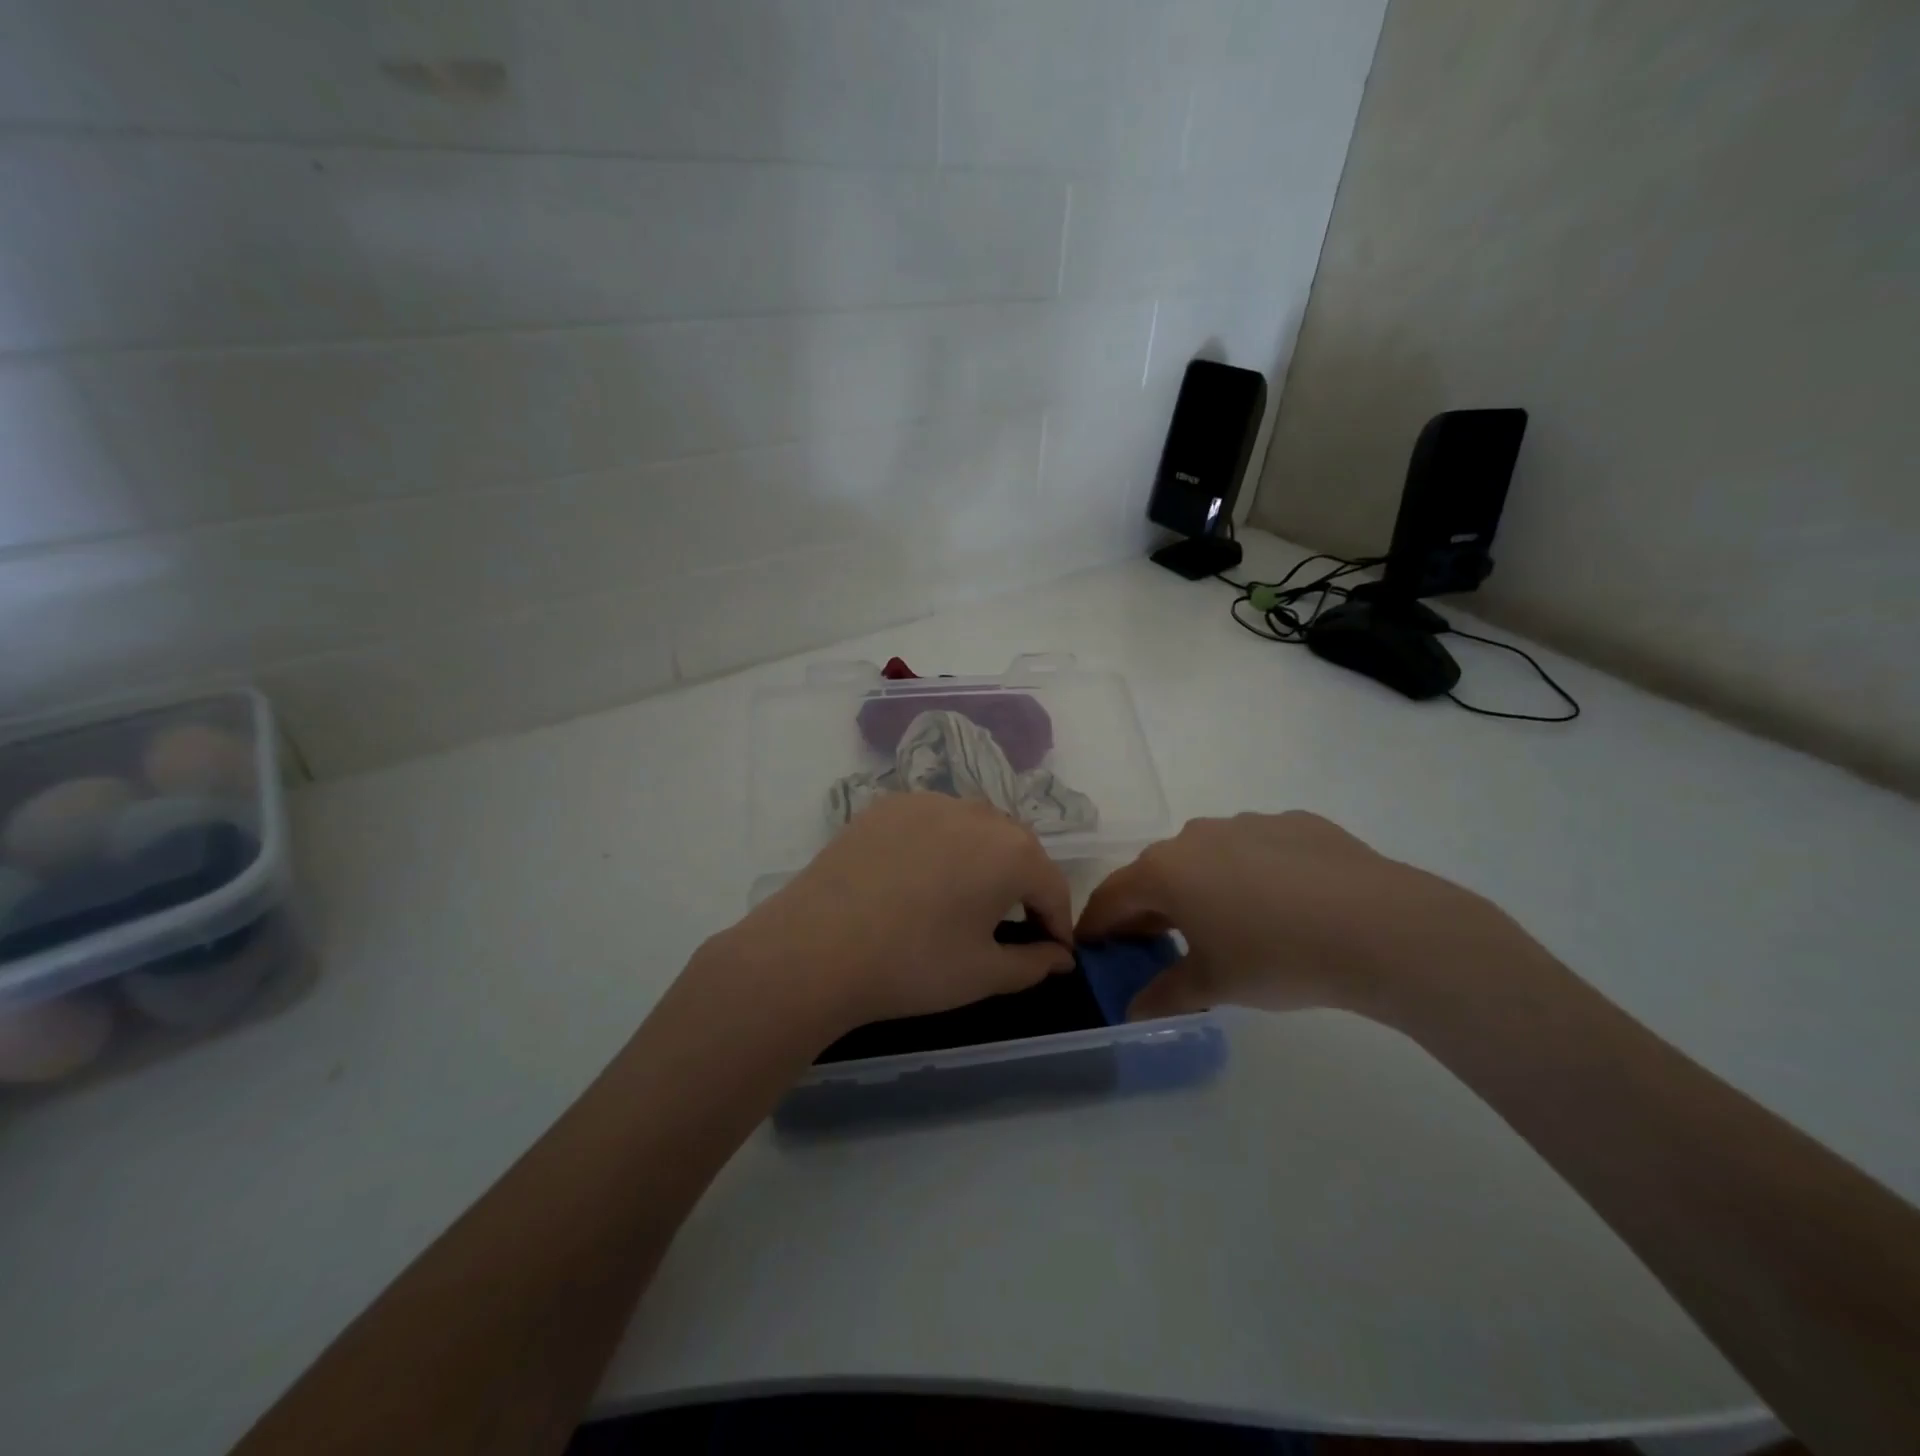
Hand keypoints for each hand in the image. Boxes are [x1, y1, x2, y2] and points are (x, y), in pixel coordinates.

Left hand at [717, 793, 1076, 1033]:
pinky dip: (941, 845)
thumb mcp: (983, 973)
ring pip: (974, 828)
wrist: (817, 947)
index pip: (1052, 885)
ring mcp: (928, 802)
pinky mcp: (888, 805)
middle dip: (1023, 886)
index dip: (1057, 922)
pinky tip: (920, 877)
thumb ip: (1034, 963)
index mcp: (1012, 851)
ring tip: (966, 897)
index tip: (1054, 952)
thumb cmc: (914, 965)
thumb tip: (1060, 957)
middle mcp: (977, 812)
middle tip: (1012, 926)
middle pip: (1017, 848)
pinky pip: (932, 821)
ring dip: (983, 859)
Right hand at [1076, 811, 1526, 1022]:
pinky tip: (1283, 904)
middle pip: (1158, 872)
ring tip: (1227, 923)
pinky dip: (1251, 872)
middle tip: (1156, 942)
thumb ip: (1165, 995)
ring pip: (1207, 856)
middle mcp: (1196, 835)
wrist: (1379, 927)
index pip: (1112, 896)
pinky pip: (1255, 848)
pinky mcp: (1294, 822)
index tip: (1093, 946)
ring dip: (1201, 886)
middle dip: (1149, 907)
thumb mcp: (1214, 985)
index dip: (1098, 924)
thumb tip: (1132, 1012)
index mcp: (1166, 870)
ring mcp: (1247, 822)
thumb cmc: (1277, 957)